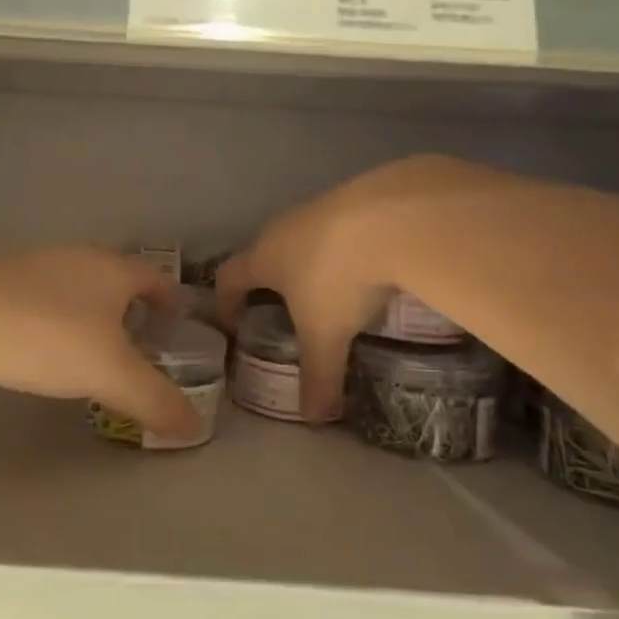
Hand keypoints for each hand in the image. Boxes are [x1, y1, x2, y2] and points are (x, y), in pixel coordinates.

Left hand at [0, 248, 199, 437]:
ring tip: (92, 358)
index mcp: (112, 270)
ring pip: (76, 292)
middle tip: (139, 349)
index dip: (170, 299)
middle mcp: (77, 260)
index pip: (155, 276)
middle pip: (116, 281)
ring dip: (90, 319)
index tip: (176, 326)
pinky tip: (43, 356)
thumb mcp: (110, 373)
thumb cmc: (47, 336)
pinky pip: (42, 305)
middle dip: (130, 311)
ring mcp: (34, 270)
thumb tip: (195, 427)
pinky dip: (54, 326)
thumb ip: (154, 399)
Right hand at [217, 156, 469, 420]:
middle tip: (284, 312)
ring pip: (303, 238)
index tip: (233, 323)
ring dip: (309, 263)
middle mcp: (284, 228)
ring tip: (330, 292)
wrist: (392, 216)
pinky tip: (368, 267)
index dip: (226, 301)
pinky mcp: (356, 199)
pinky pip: (338, 228)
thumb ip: (318, 378)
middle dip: (270, 282)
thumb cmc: (338, 278)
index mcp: (264, 257)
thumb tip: (314, 420)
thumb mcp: (326, 335)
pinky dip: (343, 249)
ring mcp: (320, 208)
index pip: (229, 276)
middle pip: (265, 254)